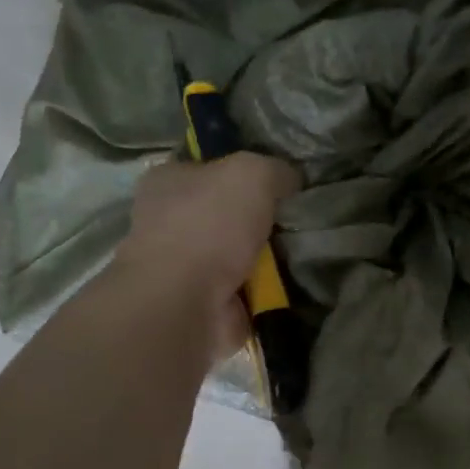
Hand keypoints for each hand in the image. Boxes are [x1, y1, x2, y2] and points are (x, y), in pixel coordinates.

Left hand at [115, 153, 301, 356]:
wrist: (185, 302)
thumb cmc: (209, 224)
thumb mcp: (252, 173)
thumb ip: (275, 170)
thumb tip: (290, 180)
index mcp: (167, 180)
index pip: (209, 166)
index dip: (244, 169)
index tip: (279, 179)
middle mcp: (168, 220)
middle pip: (226, 211)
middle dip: (259, 217)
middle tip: (296, 217)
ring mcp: (182, 265)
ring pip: (238, 251)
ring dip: (268, 255)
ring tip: (302, 250)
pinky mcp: (201, 301)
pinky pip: (245, 287)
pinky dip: (267, 288)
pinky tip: (292, 281)